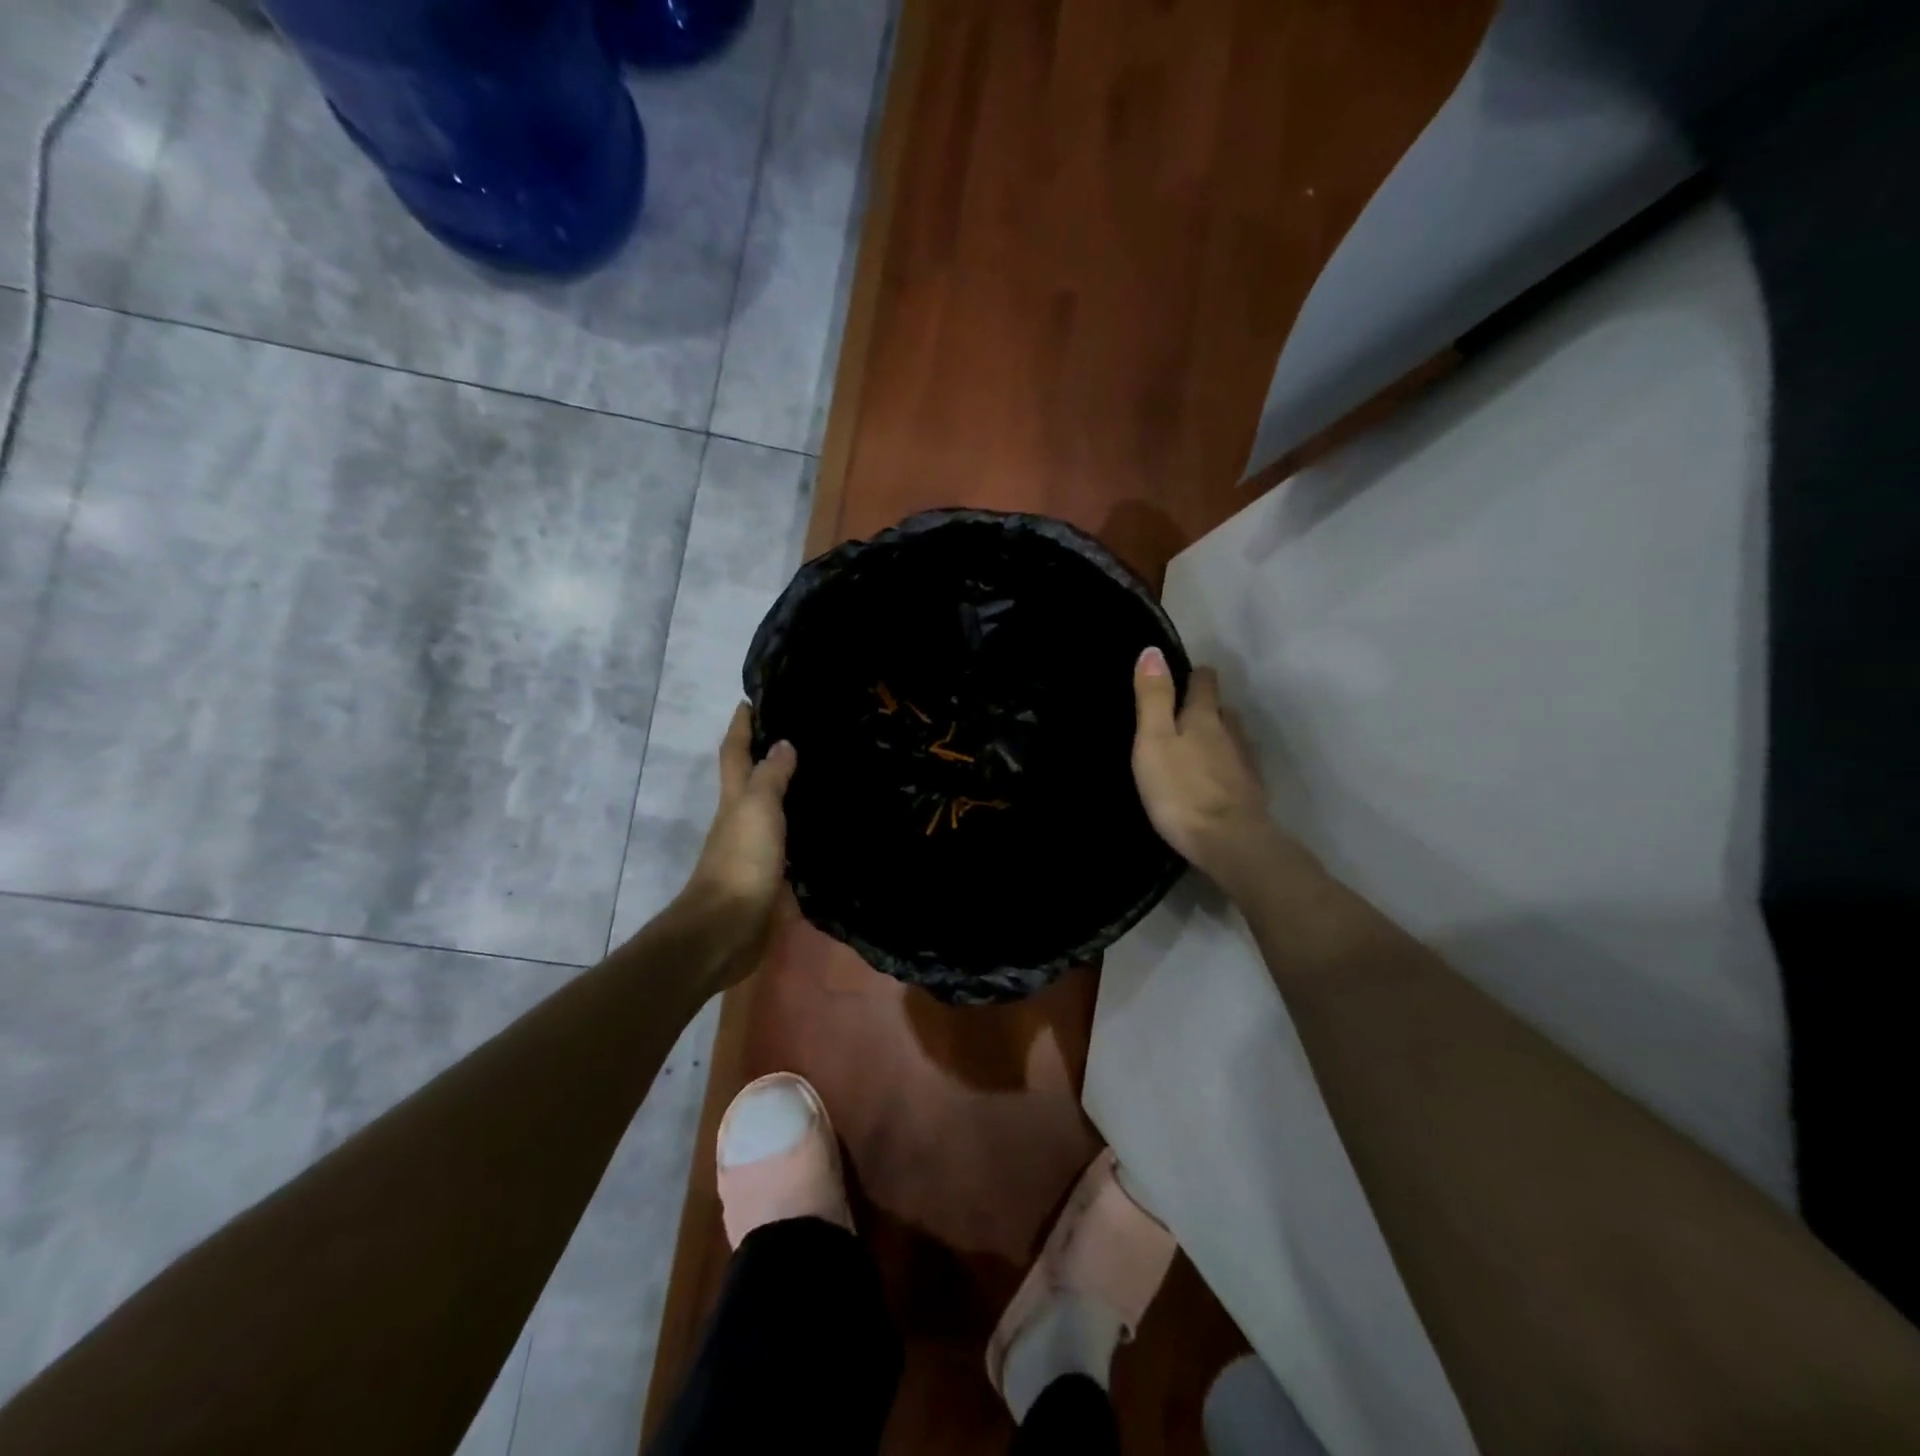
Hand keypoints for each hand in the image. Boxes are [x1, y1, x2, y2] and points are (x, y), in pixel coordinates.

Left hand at [677, 704, 798, 986]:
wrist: (727, 930)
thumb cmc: (741, 862)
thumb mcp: (757, 810)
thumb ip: (771, 777)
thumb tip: (783, 743)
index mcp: (735, 799)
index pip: (736, 753)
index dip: (741, 726)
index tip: (751, 699)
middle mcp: (742, 819)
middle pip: (751, 779)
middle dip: (767, 753)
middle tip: (802, 732)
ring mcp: (756, 849)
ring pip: (773, 810)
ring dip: (788, 790)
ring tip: (822, 772)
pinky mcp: (771, 876)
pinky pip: (789, 841)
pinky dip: (802, 827)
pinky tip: (825, 824)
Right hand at [1131, 648, 1283, 895]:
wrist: (1230, 842)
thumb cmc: (1181, 790)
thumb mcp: (1153, 741)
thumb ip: (1153, 698)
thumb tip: (1152, 651)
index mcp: (1204, 717)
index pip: (1205, 682)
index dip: (1195, 675)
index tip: (1184, 675)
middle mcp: (1231, 733)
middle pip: (1223, 709)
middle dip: (1207, 707)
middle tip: (1184, 715)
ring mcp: (1245, 763)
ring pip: (1234, 737)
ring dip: (1219, 736)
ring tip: (1199, 746)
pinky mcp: (1252, 792)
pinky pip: (1238, 767)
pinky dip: (1226, 766)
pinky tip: (1216, 779)